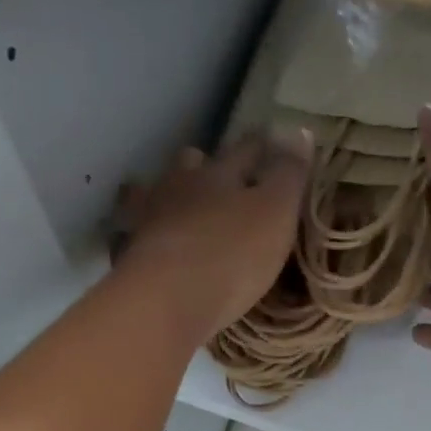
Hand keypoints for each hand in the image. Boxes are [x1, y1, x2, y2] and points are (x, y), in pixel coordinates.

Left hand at [114, 128, 312, 338]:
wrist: (166, 300)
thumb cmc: (231, 252)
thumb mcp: (276, 212)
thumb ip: (288, 174)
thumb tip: (300, 130)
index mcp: (218, 173)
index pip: (245, 148)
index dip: (262, 145)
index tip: (273, 141)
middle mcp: (179, 187)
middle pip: (190, 163)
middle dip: (205, 164)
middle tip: (220, 175)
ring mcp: (148, 219)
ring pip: (156, 193)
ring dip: (170, 196)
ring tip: (182, 209)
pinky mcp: (130, 254)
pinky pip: (137, 234)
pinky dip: (147, 234)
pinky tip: (155, 244)